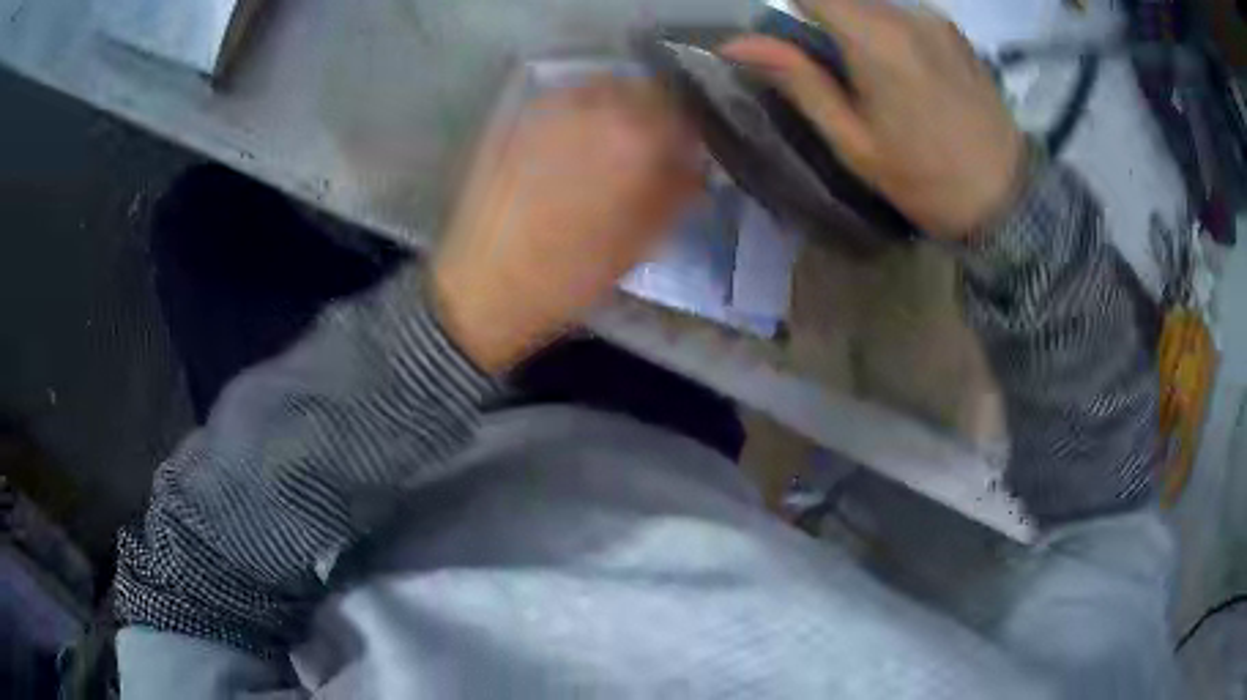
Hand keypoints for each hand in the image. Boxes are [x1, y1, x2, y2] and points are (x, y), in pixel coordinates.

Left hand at [432, 79, 701, 373]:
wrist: (488, 283)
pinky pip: (566, 99)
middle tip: (654, 145)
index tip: (688, 154)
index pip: (683, 111)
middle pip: (644, 88)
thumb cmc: (573, 273)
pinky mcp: (520, 118)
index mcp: (636, 137)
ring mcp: (553, 108)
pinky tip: (576, 143)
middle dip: (657, 113)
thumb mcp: (642, 241)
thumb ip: (677, 192)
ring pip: (603, 87)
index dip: (690, 132)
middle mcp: (596, 107)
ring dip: (619, 107)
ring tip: (613, 142)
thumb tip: (693, 166)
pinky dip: (583, 111)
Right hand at [722, 1, 1024, 238]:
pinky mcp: (955, 31)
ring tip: (877, 80)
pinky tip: (907, 75)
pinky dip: (888, 32)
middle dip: (824, 22)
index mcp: (875, 38)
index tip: (793, 41)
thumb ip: (798, 80)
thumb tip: (736, 43)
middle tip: (833, 72)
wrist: (1006, 199)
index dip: (792, 10)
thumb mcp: (853, 141)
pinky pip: (903, 15)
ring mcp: (935, 19)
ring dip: (857, 27)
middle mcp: (906, 13)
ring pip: (873, 4)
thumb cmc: (925, 179)